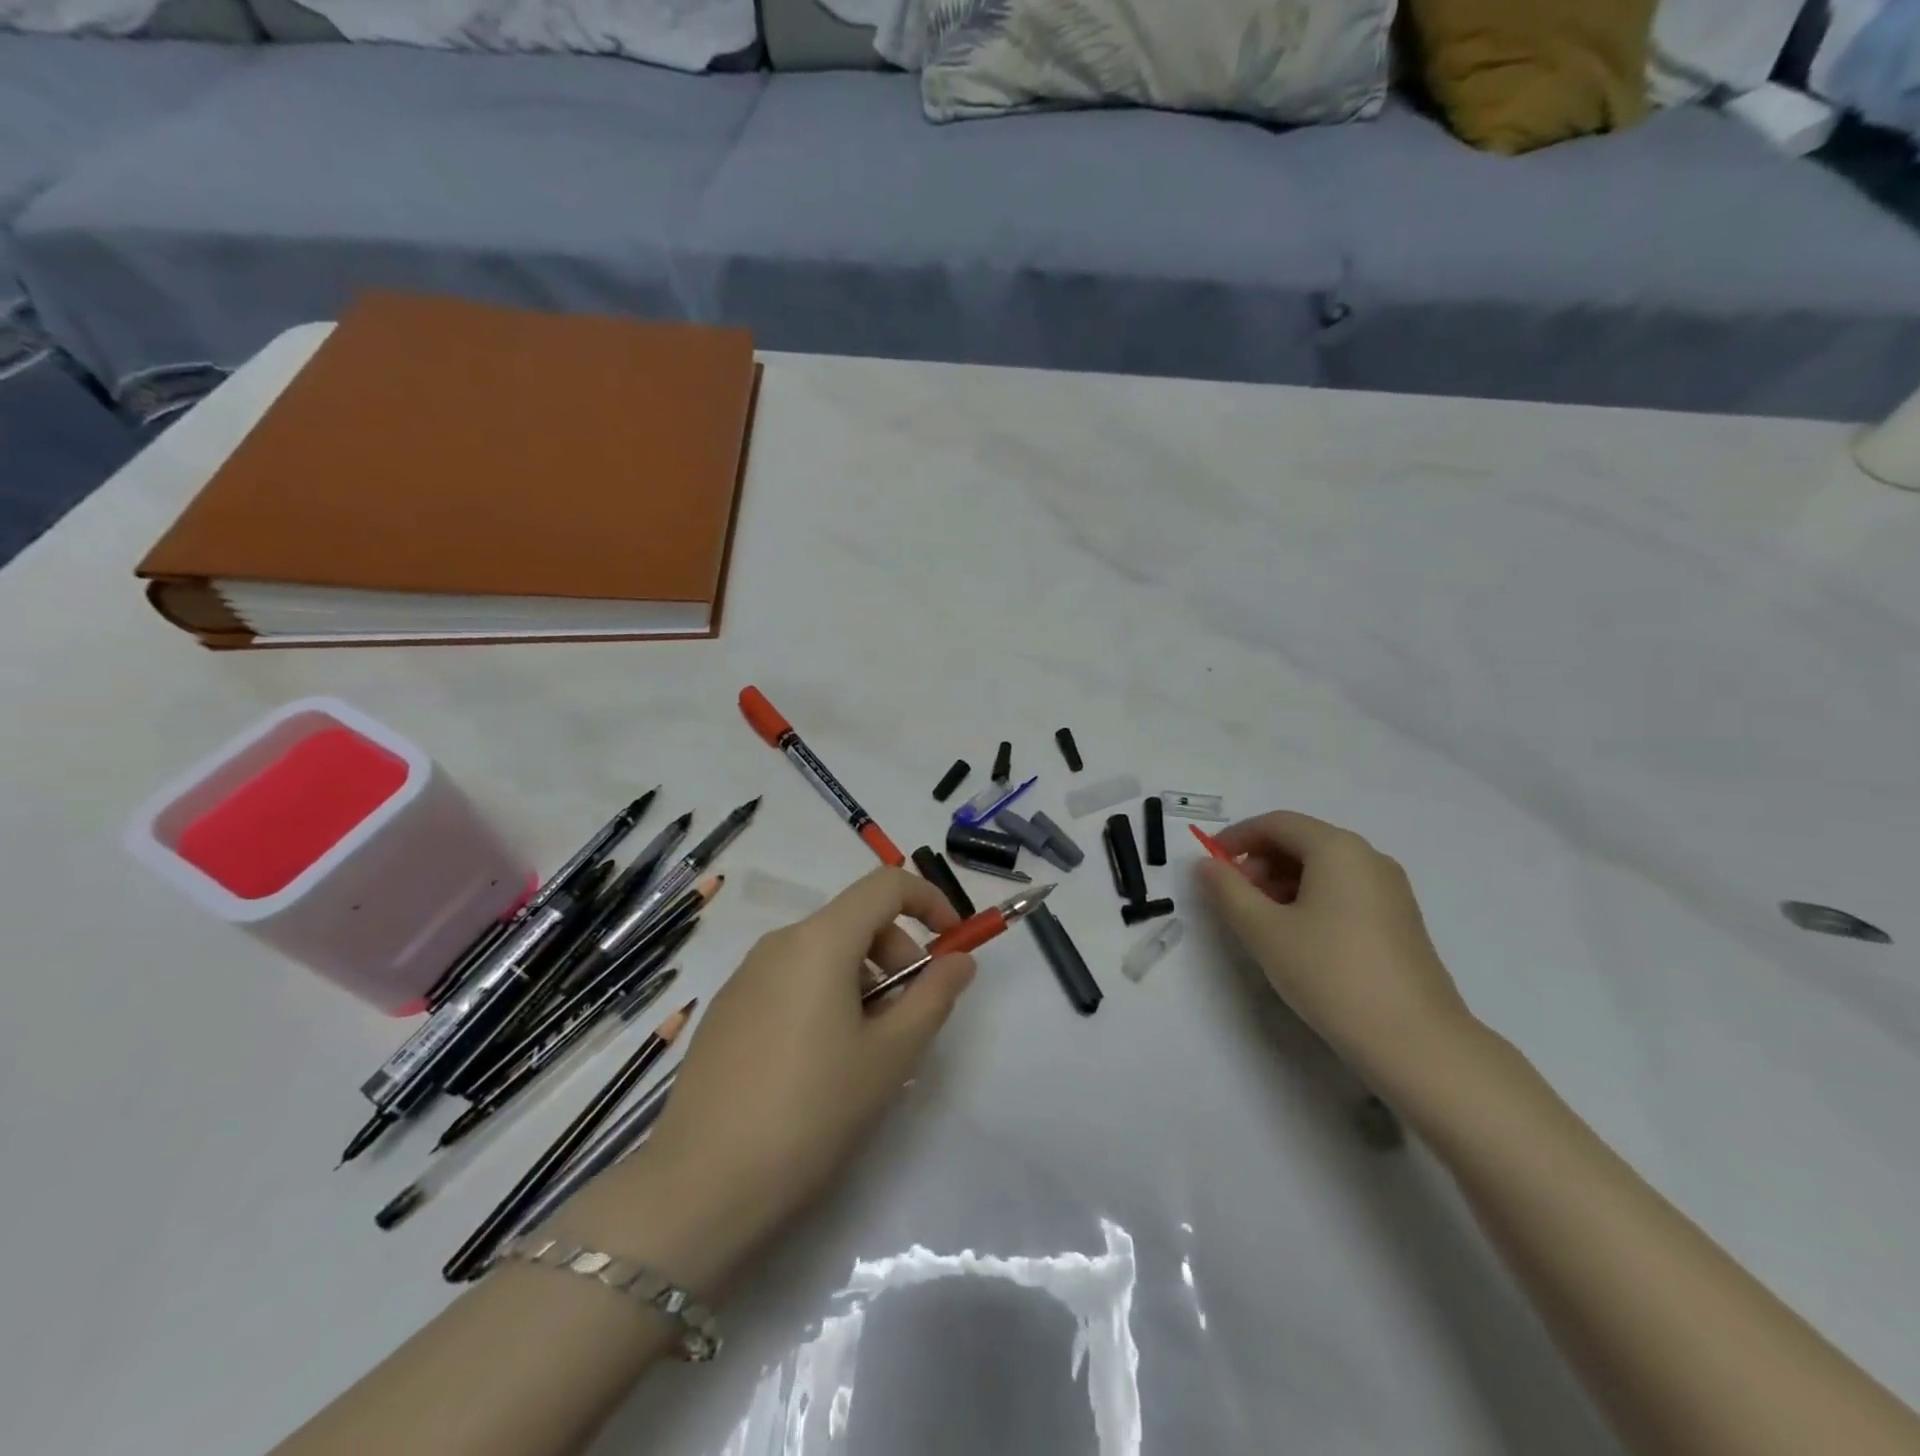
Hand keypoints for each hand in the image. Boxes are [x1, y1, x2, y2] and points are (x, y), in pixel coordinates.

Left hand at [569, 868, 975, 1290]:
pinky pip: (791, 980)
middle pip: (855, 921)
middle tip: (909, 1019)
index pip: (885, 885)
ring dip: (863, 981)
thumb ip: (933, 996)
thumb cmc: (811, 1111)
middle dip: (897, 955)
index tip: (951, 943)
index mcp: (819, 941)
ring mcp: (745, 976)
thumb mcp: (890, 1055)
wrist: (700, 1186)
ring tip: (867, 1051)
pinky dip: (825, 997)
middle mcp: (778, 943)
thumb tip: (959, 959)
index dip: (929, 900)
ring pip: (823, 953)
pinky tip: (820, 1064)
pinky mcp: (726, 1010)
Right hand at [1197, 811, 1473, 1085]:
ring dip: (1282, 882)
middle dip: (1259, 862)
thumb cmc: (1330, 974)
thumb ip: (1228, 890)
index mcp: (1337, 849)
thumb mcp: (1263, 930)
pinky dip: (1311, 898)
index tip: (1209, 864)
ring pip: (1323, 868)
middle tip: (1234, 898)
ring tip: (1261, 922)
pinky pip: (1344, 890)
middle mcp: (1368, 857)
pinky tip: (1297, 936)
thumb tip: (1207, 865)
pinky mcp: (1400, 919)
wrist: (1415, 1042)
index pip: (1276, 823)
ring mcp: (1390, 889)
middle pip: (1301, 841)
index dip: (1236, 838)